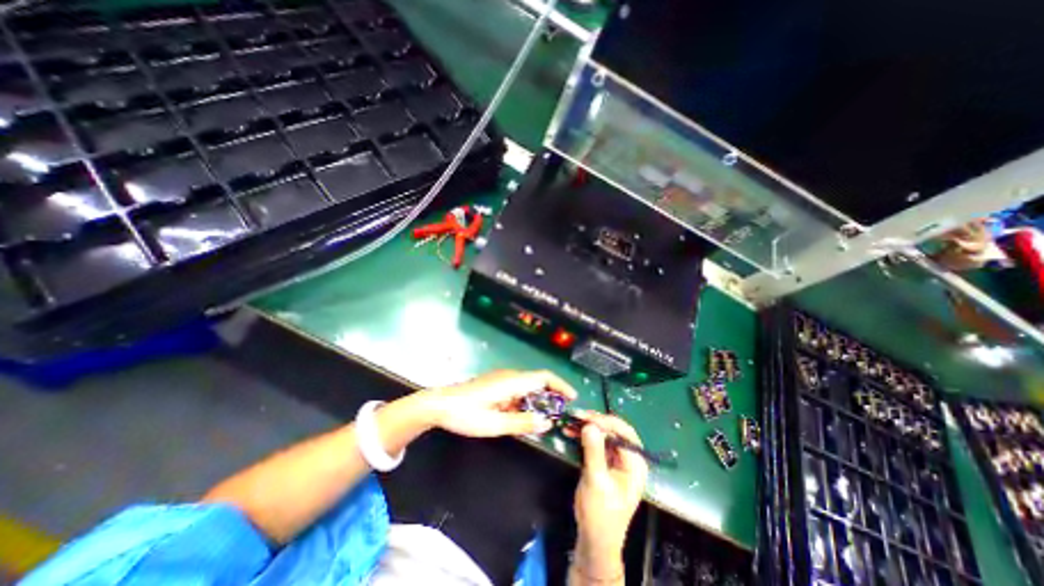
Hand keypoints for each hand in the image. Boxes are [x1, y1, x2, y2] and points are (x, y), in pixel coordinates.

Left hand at [419, 369, 573, 435]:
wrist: (439, 405)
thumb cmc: (465, 414)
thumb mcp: (494, 424)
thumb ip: (522, 422)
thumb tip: (547, 422)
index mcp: (511, 382)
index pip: (543, 377)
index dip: (560, 385)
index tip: (573, 398)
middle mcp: (509, 376)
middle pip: (537, 382)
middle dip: (551, 397)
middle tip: (559, 416)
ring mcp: (501, 380)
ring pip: (527, 388)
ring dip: (536, 402)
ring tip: (541, 421)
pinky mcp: (495, 385)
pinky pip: (516, 391)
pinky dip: (524, 403)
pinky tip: (520, 417)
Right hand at [575, 410, 649, 579]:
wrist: (593, 539)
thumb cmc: (600, 514)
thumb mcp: (596, 482)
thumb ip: (594, 452)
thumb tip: (589, 425)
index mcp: (635, 464)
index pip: (624, 433)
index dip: (606, 422)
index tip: (586, 418)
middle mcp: (628, 458)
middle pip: (614, 430)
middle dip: (595, 421)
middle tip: (577, 416)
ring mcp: (616, 459)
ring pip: (604, 434)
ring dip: (587, 426)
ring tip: (571, 421)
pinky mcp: (604, 461)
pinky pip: (596, 441)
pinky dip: (584, 435)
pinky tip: (570, 431)